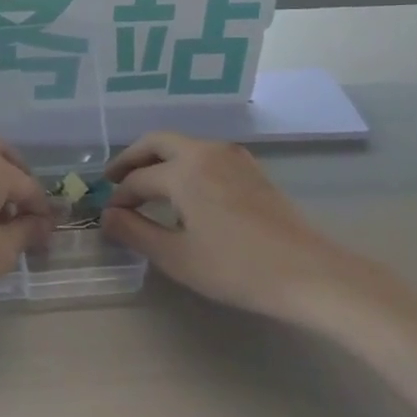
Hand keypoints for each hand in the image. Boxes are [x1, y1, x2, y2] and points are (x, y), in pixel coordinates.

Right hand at [102, 132, 386, 327]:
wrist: (309, 273)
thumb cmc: (236, 267)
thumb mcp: (176, 256)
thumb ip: (135, 232)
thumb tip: (107, 217)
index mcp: (183, 170)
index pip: (137, 179)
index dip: (118, 199)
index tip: (108, 218)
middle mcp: (205, 152)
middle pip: (157, 142)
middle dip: (131, 158)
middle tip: (114, 180)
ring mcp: (233, 158)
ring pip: (184, 145)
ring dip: (158, 158)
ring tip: (146, 185)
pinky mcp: (252, 170)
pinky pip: (205, 154)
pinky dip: (184, 163)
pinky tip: (184, 190)